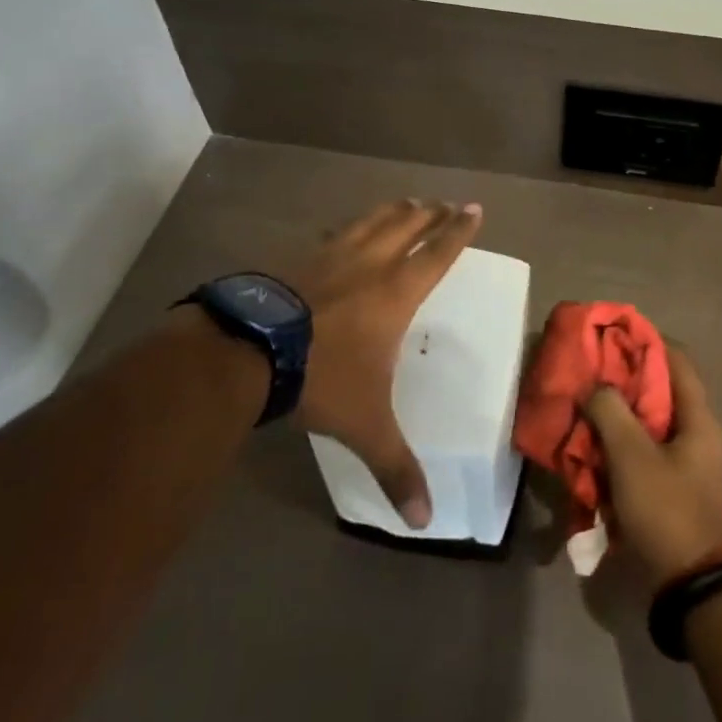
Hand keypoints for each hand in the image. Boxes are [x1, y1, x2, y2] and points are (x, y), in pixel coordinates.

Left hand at [289, 199, 482, 528]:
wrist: (248, 350)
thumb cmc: (320, 378)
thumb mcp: (364, 426)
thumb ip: (396, 467)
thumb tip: (427, 520)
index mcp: (395, 293)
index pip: (438, 254)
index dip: (458, 231)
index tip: (473, 208)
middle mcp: (368, 264)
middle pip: (406, 226)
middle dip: (429, 213)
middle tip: (443, 202)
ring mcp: (329, 255)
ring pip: (370, 221)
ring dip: (392, 211)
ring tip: (405, 201)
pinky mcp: (296, 257)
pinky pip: (331, 233)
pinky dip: (347, 227)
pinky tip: (341, 229)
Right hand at [583, 350, 721, 590]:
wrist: (691, 587)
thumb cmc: (667, 510)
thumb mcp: (632, 456)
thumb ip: (610, 412)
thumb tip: (594, 387)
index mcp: (698, 418)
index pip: (676, 359)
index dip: (646, 340)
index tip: (612, 334)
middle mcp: (696, 433)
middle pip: (659, 390)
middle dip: (623, 378)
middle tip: (588, 371)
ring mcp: (684, 463)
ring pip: (647, 423)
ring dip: (617, 414)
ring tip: (583, 406)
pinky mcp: (670, 487)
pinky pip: (642, 452)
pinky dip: (618, 444)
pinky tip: (590, 447)